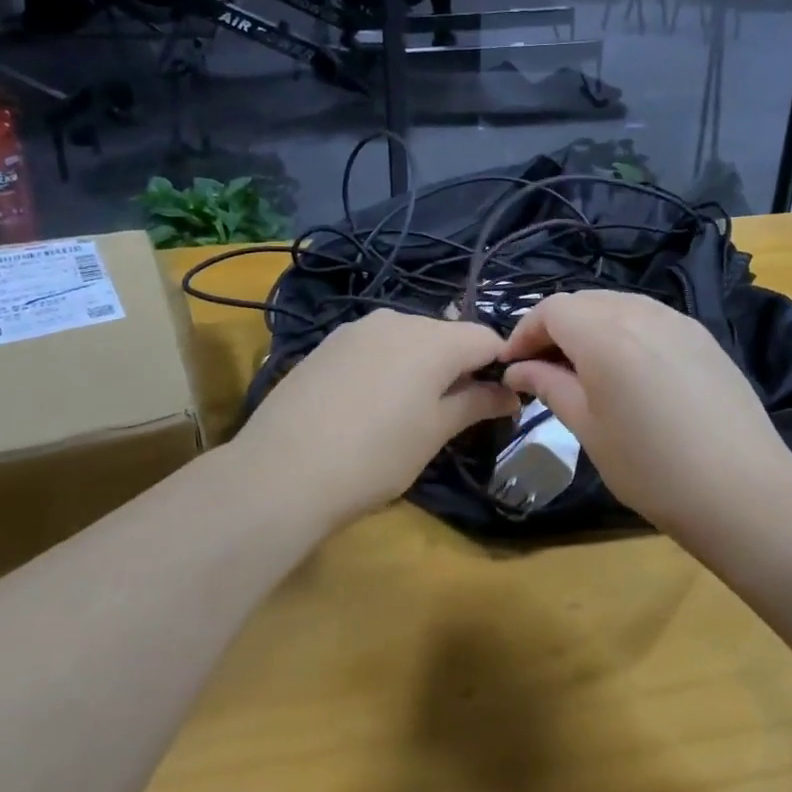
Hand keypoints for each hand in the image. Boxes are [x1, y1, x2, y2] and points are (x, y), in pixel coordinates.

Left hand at [234, 310, 518, 523]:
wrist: (280, 472)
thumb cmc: (375, 456)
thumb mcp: (434, 433)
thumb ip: (476, 404)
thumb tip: (510, 393)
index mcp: (434, 338)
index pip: (487, 338)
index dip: (500, 366)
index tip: (498, 401)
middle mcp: (398, 319)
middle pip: (447, 334)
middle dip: (460, 366)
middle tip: (454, 413)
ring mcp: (357, 328)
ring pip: (409, 338)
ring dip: (422, 365)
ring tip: (407, 411)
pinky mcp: (328, 343)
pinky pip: (375, 346)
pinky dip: (387, 366)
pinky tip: (369, 404)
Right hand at [500, 292, 791, 525]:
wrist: (742, 491)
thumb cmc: (652, 468)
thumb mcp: (589, 429)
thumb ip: (551, 386)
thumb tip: (518, 368)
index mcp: (606, 334)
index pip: (552, 310)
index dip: (525, 331)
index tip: (512, 364)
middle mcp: (641, 313)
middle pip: (584, 301)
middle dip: (555, 327)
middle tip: (542, 367)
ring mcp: (677, 321)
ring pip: (617, 305)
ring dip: (590, 326)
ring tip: (582, 368)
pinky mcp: (702, 336)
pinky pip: (649, 318)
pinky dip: (624, 331)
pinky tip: (628, 369)